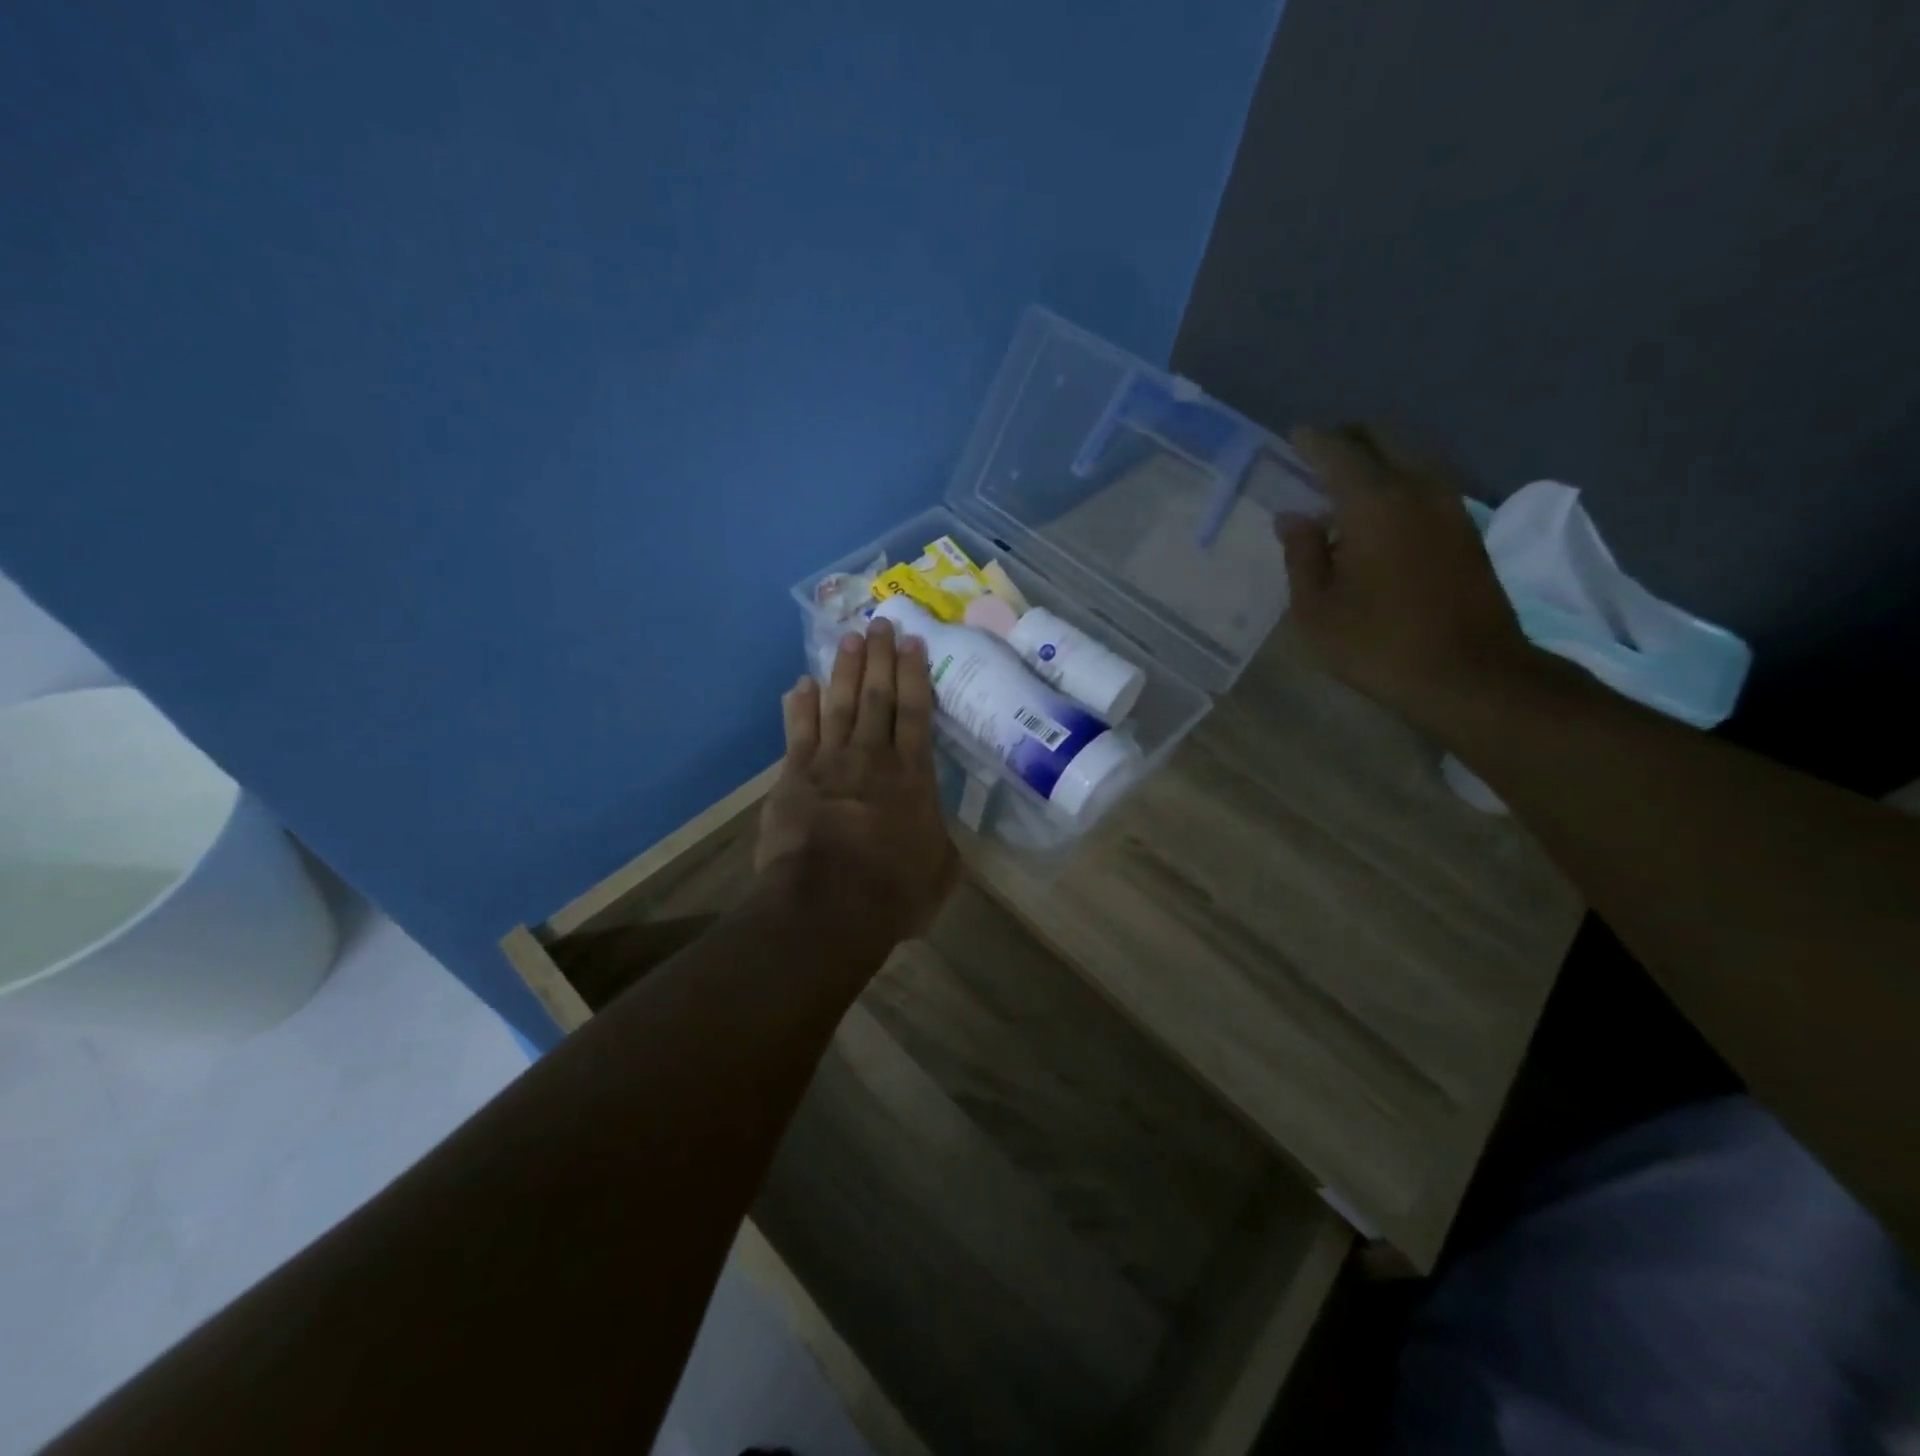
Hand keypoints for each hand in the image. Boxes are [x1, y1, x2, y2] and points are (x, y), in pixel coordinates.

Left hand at [755, 618, 959, 946]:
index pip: (915, 713)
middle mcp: (872, 758)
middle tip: (880, 623)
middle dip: (879, 658)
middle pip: (877, 697)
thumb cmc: (893, 893)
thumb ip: (940, 840)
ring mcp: (830, 763)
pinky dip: (800, 705)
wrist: (828, 906)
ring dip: (845, 670)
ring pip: (839, 704)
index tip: (912, 642)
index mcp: (913, 777)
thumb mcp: (940, 870)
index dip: (914, 674)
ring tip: (849, 638)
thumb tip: (937, 827)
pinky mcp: (794, 777)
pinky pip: (799, 731)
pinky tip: (801, 683)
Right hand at [1277, 424, 1536, 729]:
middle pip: (1384, 438)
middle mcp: (1418, 489)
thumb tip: (1293, 517)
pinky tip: (1379, 508)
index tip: (1293, 435)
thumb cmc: (1377, 644)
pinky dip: (1399, 478)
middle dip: (1349, 437)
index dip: (1312, 441)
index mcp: (1374, 504)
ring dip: (1378, 456)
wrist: (1469, 674)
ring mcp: (1450, 506)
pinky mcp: (1467, 528)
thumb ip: (1301, 555)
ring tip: (1346, 480)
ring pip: (1412, 455)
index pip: (1338, 453)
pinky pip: (1427, 480)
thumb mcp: (1316, 609)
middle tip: (1318, 451)